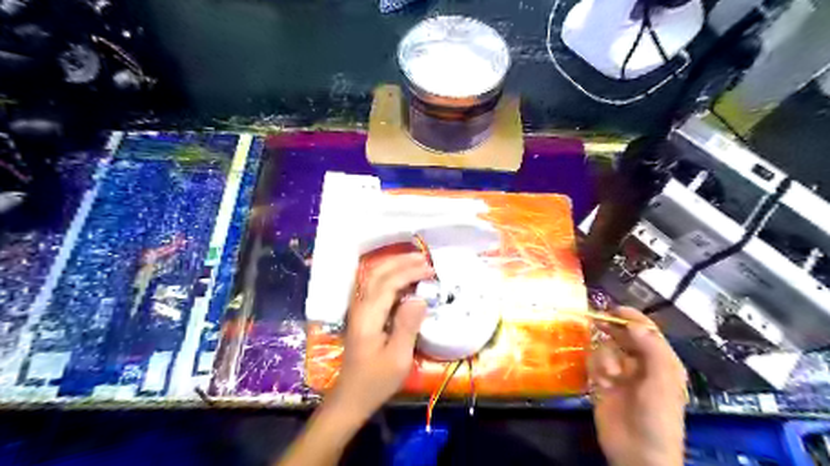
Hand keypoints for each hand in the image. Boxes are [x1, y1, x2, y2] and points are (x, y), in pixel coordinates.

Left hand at [325, 253, 434, 423]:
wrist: (351, 397)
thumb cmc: (376, 381)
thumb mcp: (398, 358)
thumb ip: (408, 326)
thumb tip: (419, 298)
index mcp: (368, 317)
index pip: (388, 283)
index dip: (409, 272)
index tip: (430, 271)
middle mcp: (360, 307)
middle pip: (376, 273)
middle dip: (400, 262)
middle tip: (424, 258)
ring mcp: (358, 309)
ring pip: (372, 277)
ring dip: (393, 265)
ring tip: (415, 261)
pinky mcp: (361, 314)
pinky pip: (373, 286)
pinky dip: (388, 275)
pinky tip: (400, 277)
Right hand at [589, 306, 686, 465]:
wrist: (637, 452)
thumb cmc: (657, 416)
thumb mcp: (662, 381)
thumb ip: (650, 349)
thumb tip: (633, 324)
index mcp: (661, 361)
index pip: (646, 331)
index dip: (632, 318)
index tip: (614, 308)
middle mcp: (640, 363)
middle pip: (623, 336)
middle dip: (612, 330)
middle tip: (597, 322)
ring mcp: (620, 373)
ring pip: (606, 348)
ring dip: (605, 358)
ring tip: (610, 375)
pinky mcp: (602, 382)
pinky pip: (594, 363)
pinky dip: (596, 368)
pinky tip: (601, 382)